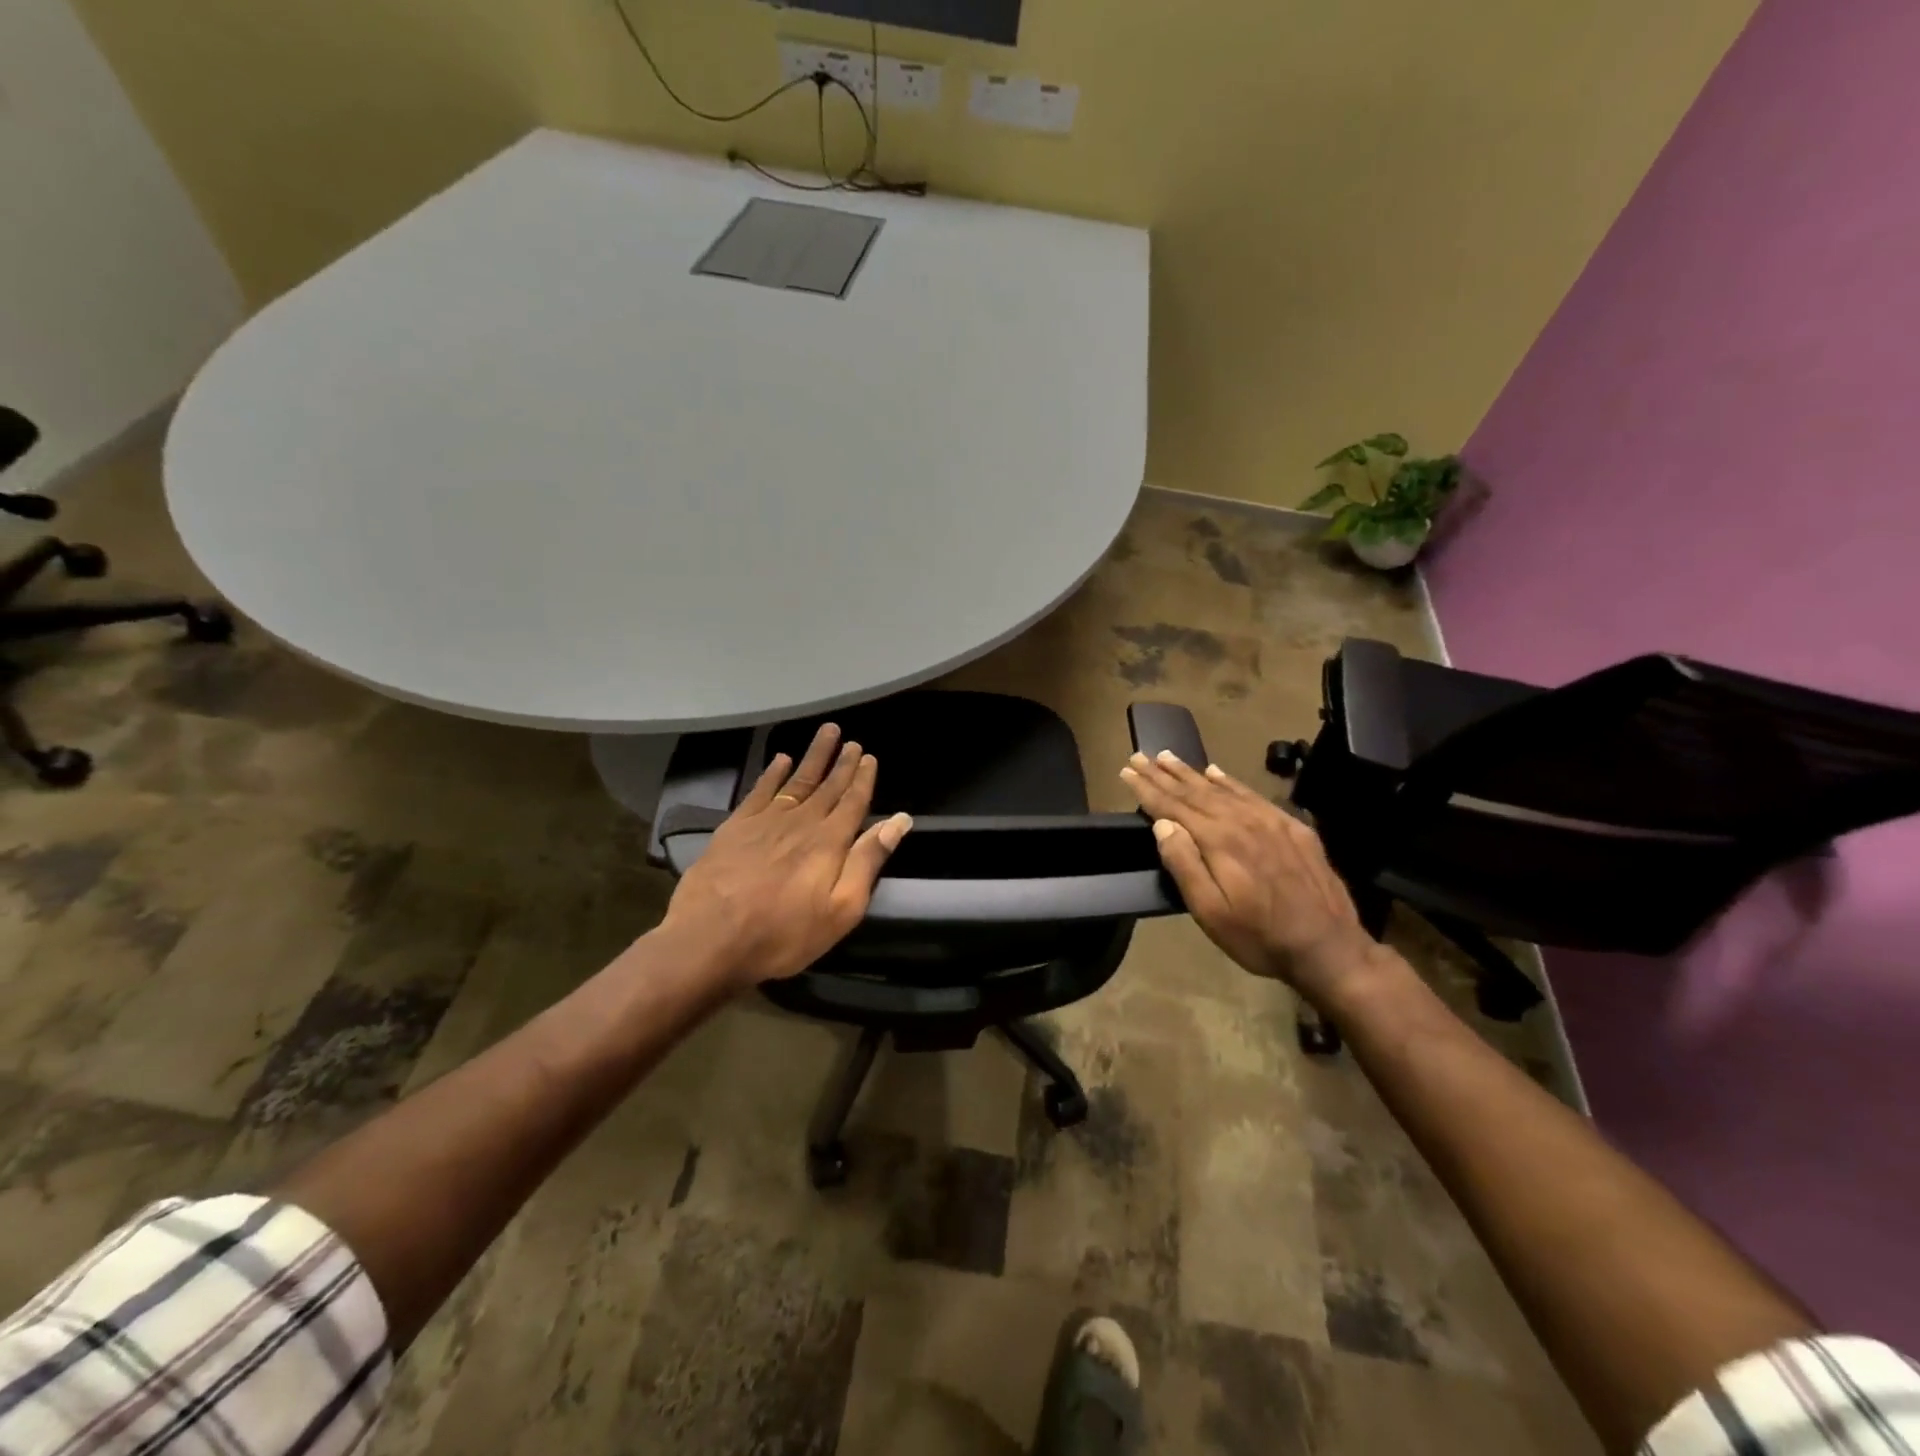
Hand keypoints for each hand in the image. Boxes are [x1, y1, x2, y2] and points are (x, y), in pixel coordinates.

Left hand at [661, 723, 911, 988]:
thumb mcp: (841, 909)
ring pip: (796, 781)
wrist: (709, 939)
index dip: (863, 779)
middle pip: (827, 786)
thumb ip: (869, 861)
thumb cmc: (783, 934)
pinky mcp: (735, 827)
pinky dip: (772, 773)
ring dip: (813, 757)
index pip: (853, 802)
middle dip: (842, 763)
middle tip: (852, 741)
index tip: (869, 757)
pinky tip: (780, 759)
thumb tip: (899, 820)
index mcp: (830, 842)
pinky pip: (760, 791)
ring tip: (826, 733)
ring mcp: (765, 821)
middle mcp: (801, 823)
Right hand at [1120, 750, 1380, 1004]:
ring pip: (1222, 788)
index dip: (1147, 789)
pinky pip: (1252, 794)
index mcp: (1219, 840)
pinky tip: (1217, 772)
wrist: (1329, 948)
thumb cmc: (1259, 937)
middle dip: (1163, 773)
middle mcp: (1243, 821)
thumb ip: (1184, 865)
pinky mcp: (1293, 827)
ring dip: (1192, 772)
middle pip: (1195, 791)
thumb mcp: (1210, 912)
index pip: (1173, 806)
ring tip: (1168, 757)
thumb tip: (1163, 825)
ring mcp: (1271, 821)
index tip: (1126, 771)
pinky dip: (1229, 781)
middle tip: (1140, 756)